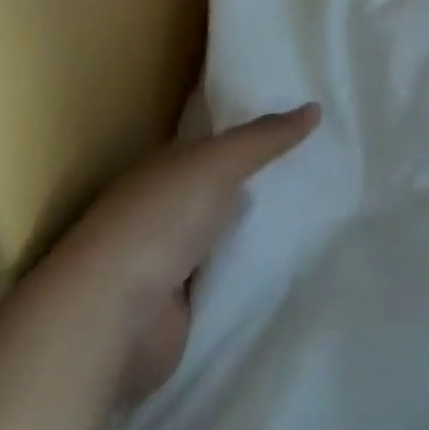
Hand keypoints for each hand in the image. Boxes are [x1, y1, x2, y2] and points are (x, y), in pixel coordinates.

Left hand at [49, 103, 321, 401]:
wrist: (107, 321)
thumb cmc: (158, 220)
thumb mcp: (221, 160)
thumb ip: (267, 136)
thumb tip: (315, 108)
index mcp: (162, 169)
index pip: (212, 141)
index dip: (251, 130)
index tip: (298, 123)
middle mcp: (162, 211)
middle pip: (222, 187)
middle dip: (262, 179)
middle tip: (321, 163)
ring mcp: (169, 263)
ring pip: (226, 234)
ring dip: (258, 228)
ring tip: (320, 209)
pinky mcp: (181, 311)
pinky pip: (228, 279)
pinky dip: (252, 272)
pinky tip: (294, 259)